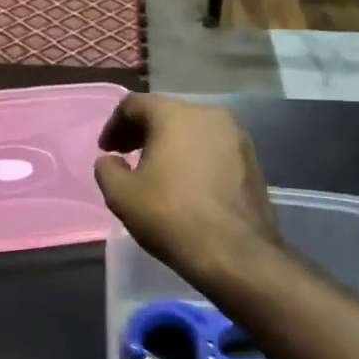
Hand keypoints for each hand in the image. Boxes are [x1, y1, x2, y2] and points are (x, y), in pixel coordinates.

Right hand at [94, 95, 280, 285]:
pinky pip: (212, 148)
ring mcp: (237, 137)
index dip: (114, 125)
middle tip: (125, 156)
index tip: (106, 150)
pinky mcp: (252, 161)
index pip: (134, 105)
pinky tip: (184, 184)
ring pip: (192, 130)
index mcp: (175, 115)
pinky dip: (193, 157)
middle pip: (166, 113)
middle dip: (142, 132)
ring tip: (155, 171)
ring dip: (169, 144)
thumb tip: (111, 161)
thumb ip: (107, 169)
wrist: (236, 253)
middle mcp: (209, 115)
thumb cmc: (171, 216)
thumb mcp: (121, 195)